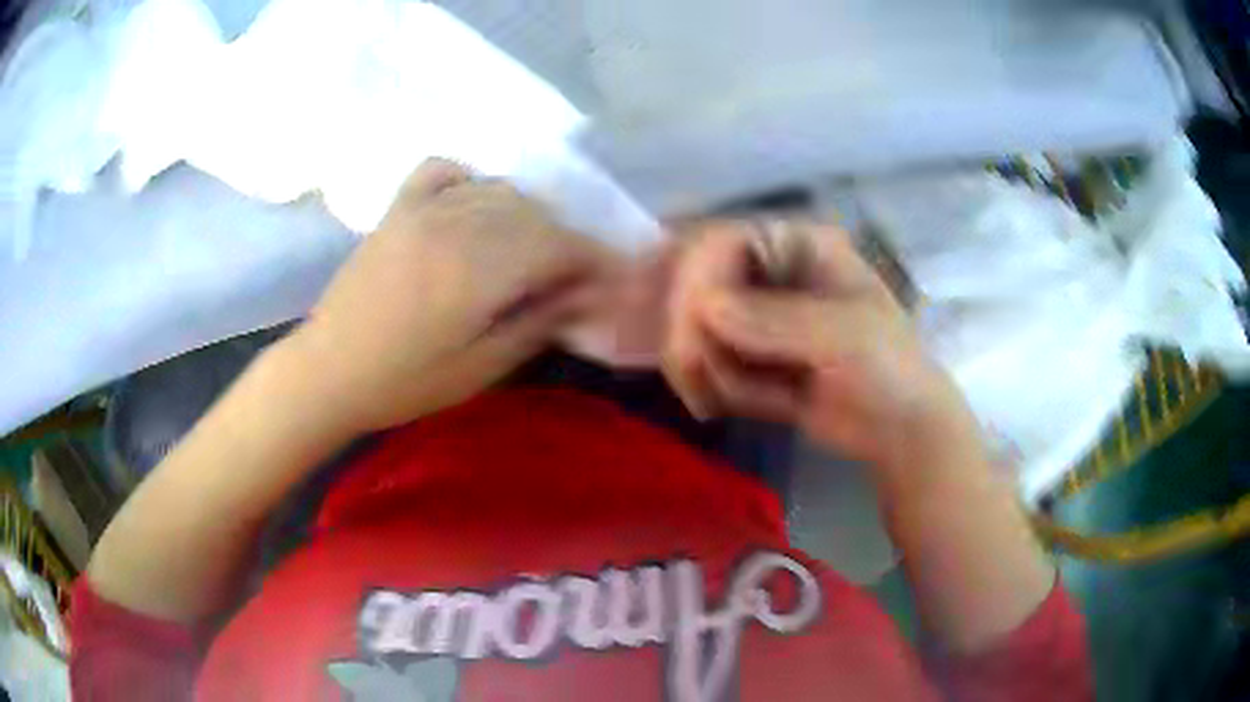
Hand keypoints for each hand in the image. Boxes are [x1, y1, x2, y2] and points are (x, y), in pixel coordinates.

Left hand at [288, 159, 616, 435]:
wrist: (328, 370)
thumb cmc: (404, 382)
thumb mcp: (479, 368)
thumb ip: (537, 323)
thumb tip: (585, 296)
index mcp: (478, 269)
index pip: (559, 245)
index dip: (594, 259)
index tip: (614, 278)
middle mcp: (457, 224)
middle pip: (534, 214)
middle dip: (565, 241)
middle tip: (572, 276)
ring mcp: (423, 209)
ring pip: (498, 191)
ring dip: (527, 215)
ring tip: (529, 249)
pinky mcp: (398, 209)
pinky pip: (445, 171)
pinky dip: (471, 180)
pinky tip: (475, 204)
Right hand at [663, 220, 978, 469]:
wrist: (900, 430)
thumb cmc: (889, 368)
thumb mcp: (846, 336)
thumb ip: (778, 319)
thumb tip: (705, 305)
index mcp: (796, 245)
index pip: (718, 242)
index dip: (694, 281)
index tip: (689, 333)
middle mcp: (768, 273)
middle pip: (694, 286)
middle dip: (692, 336)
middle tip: (698, 379)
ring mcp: (756, 318)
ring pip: (694, 332)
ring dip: (708, 370)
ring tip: (754, 397)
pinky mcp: (749, 358)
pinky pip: (707, 367)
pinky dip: (715, 390)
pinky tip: (745, 406)